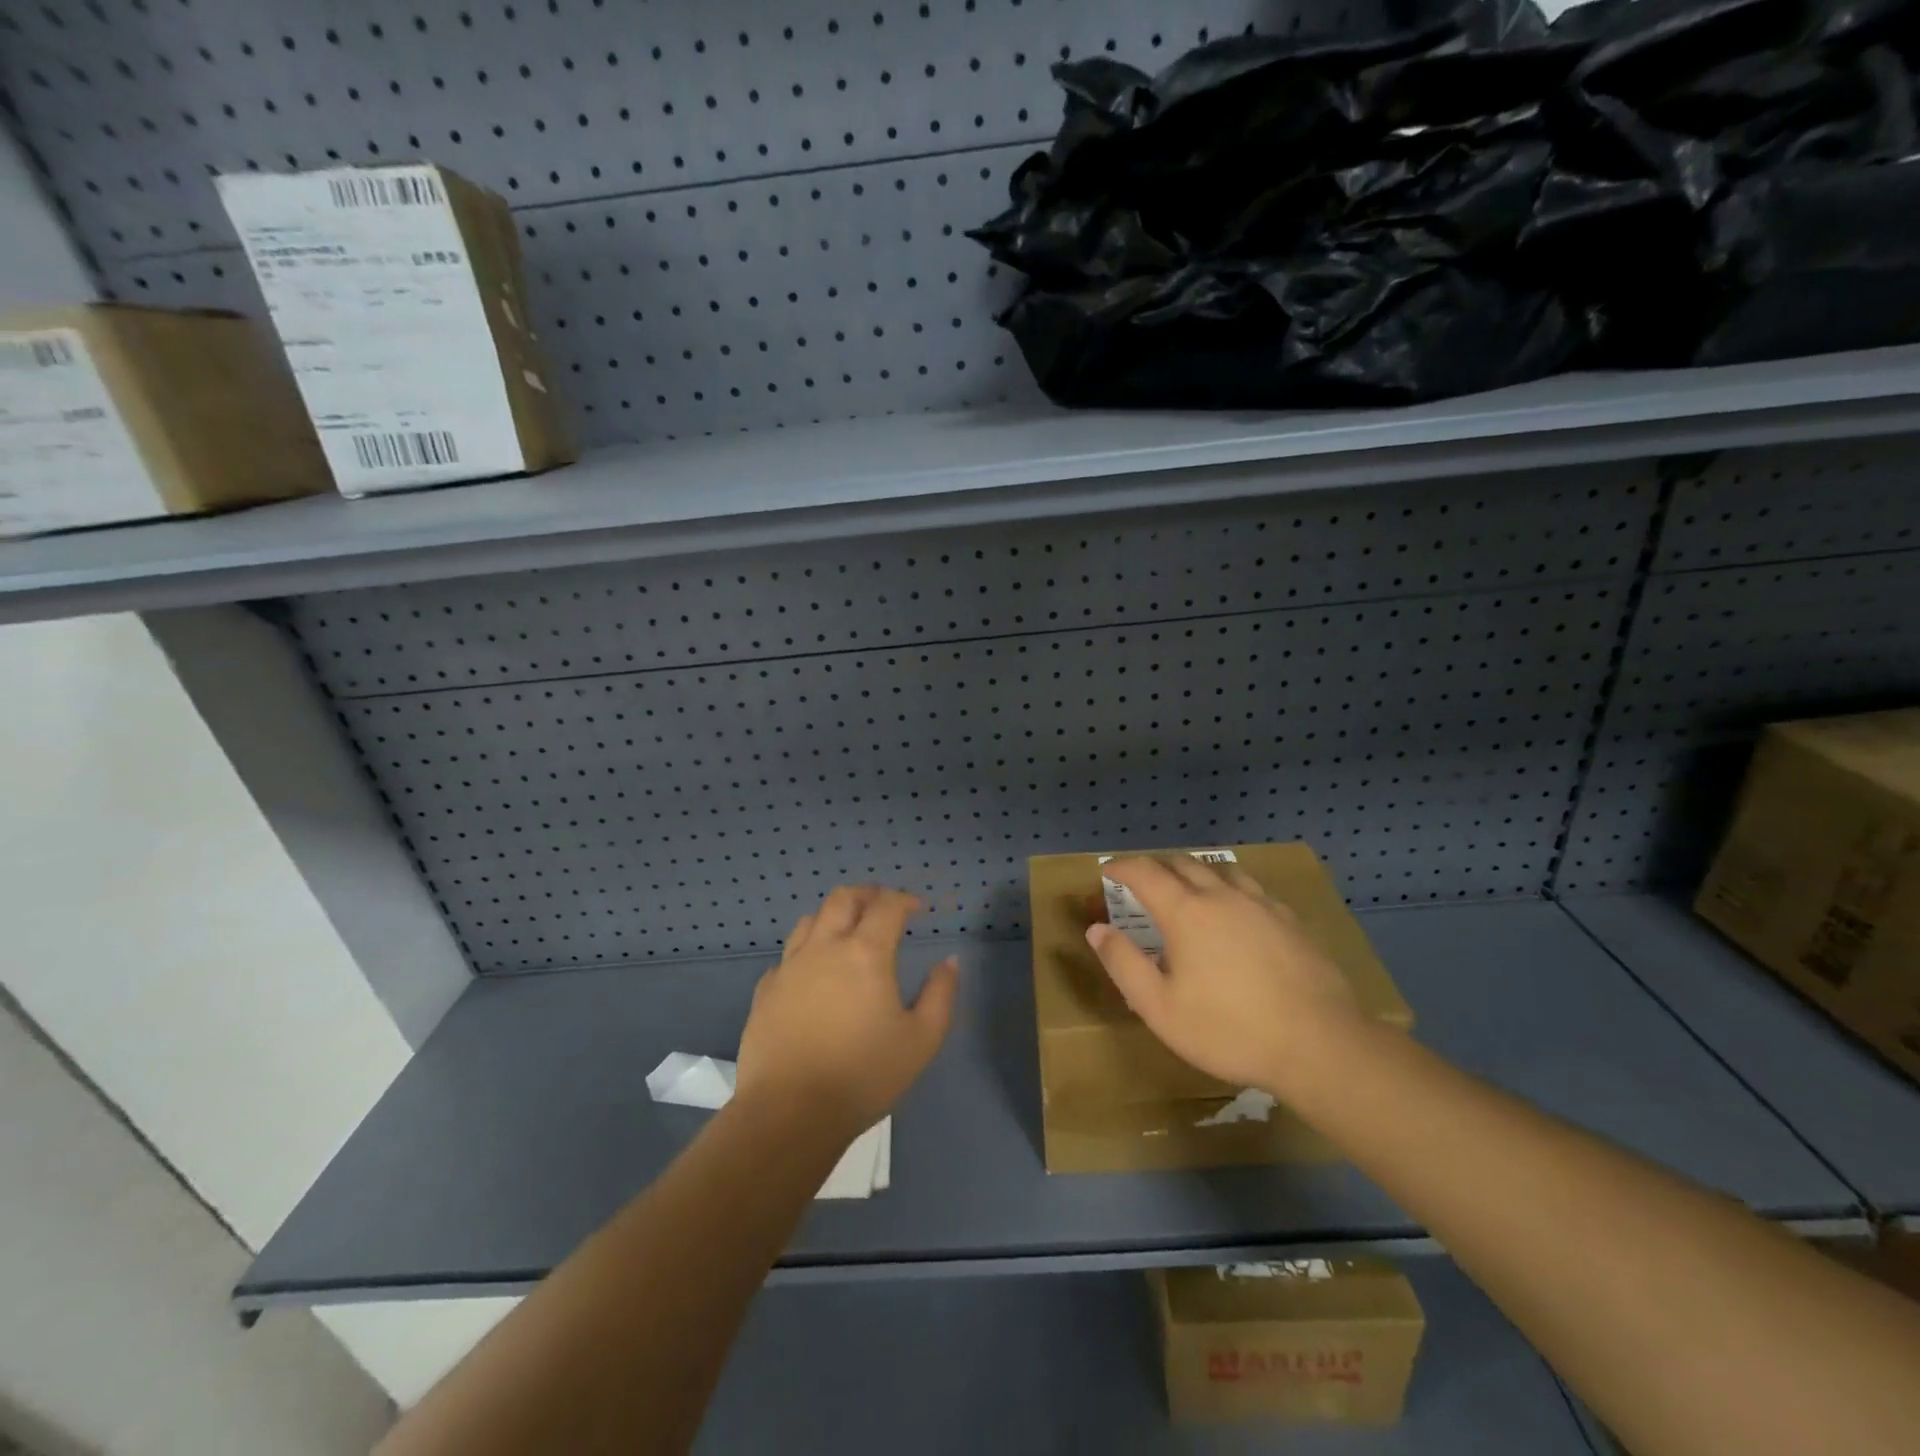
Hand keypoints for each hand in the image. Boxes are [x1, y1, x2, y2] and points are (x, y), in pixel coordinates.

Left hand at [736, 886, 958, 1133]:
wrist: (789, 1113)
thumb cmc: (864, 1075)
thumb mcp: (922, 1040)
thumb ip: (940, 995)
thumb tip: (949, 962)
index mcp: (865, 953)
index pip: (886, 906)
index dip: (904, 899)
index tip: (916, 908)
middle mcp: (824, 947)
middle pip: (843, 898)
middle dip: (867, 894)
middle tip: (882, 905)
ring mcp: (789, 967)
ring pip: (810, 920)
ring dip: (834, 915)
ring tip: (847, 930)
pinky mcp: (765, 991)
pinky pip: (788, 955)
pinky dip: (807, 951)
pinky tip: (814, 973)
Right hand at [1085, 856, 1367, 1094]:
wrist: (1319, 1044)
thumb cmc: (1229, 1029)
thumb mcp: (1160, 1007)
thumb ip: (1124, 963)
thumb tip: (1097, 929)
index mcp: (1185, 911)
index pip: (1145, 872)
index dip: (1121, 867)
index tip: (1107, 870)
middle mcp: (1221, 896)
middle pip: (1182, 863)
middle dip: (1156, 866)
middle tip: (1142, 881)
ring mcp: (1261, 905)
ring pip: (1221, 870)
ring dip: (1195, 872)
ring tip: (1187, 887)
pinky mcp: (1291, 921)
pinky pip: (1252, 889)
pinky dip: (1230, 889)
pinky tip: (1237, 911)